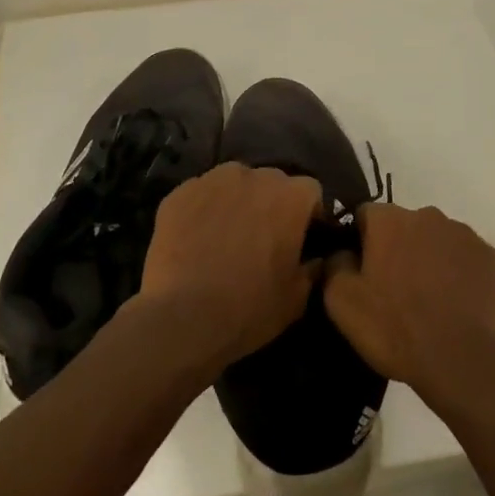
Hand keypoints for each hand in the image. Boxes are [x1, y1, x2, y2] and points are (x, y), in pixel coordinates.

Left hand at [136, 162, 323, 374]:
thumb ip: (312, 269)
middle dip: (270, 203)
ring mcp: (212, 180)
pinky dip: (203, 210)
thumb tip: (315, 259)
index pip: (310, 191)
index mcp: (290, 196)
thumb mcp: (296, 298)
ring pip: (233, 182)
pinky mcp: (179, 193)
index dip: (307, 214)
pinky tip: (196, 239)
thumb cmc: (250, 307)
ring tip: (226, 234)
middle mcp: (253, 176)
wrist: (183, 318)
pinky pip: (200, 194)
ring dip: (236, 200)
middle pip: (271, 182)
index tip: (299, 238)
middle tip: (261, 237)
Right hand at [324, 202, 494, 404]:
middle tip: (392, 290)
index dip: (358, 242)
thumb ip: (333, 265)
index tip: (360, 273)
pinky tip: (453, 304)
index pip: (363, 215)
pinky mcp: (489, 257)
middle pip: (402, 226)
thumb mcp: (341, 302)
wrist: (464, 360)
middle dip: (394, 249)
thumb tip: (341, 253)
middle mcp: (427, 215)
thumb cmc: (396, 328)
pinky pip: (462, 257)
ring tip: (426, 301)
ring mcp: (463, 234)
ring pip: (434, 240)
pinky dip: (455, 273)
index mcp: (389, 219)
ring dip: (426, 259)